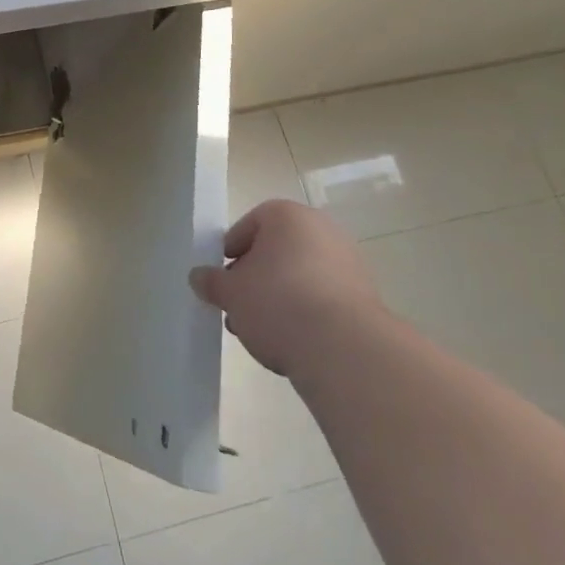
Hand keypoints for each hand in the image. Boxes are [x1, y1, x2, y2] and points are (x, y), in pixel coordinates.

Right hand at [189, 198, 382, 377]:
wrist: (345, 349)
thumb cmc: (278, 303)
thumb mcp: (230, 293)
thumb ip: (211, 282)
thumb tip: (198, 277)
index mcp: (286, 215)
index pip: (247, 226)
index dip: (230, 254)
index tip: (222, 282)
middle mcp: (321, 229)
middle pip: (276, 252)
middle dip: (255, 280)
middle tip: (239, 309)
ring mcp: (348, 263)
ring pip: (300, 278)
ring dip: (279, 300)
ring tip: (262, 334)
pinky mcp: (366, 297)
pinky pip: (323, 299)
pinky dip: (307, 314)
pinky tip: (293, 342)